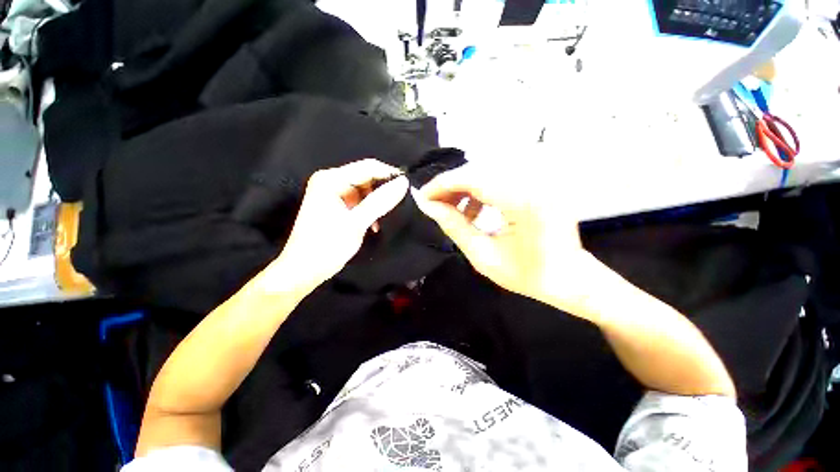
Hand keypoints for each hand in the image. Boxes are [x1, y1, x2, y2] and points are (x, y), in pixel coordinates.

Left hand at [266, 159, 408, 293]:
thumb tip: (403, 183)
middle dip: (383, 189)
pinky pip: (360, 201)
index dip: (389, 174)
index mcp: (331, 179)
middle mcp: (331, 181)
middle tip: (399, 203)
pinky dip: (370, 210)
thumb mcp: (356, 223)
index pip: (368, 167)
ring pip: (365, 190)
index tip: (408, 187)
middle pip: (366, 177)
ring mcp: (333, 193)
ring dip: (377, 202)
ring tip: (385, 217)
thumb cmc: (327, 245)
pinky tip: (374, 224)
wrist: (305, 269)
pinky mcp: (337, 205)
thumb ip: (380, 201)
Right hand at [414, 164, 600, 316]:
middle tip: (434, 205)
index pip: (473, 178)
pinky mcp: (536, 182)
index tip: (423, 196)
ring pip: (487, 171)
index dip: (443, 184)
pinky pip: (499, 177)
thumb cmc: (527, 275)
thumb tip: (429, 206)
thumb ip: (454, 227)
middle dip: (451, 186)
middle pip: (479, 170)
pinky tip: (474, 210)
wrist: (568, 277)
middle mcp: (533, 182)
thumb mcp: (483, 256)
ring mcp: (538, 180)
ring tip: (453, 210)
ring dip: (464, 188)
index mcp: (523, 202)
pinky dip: (479, 190)